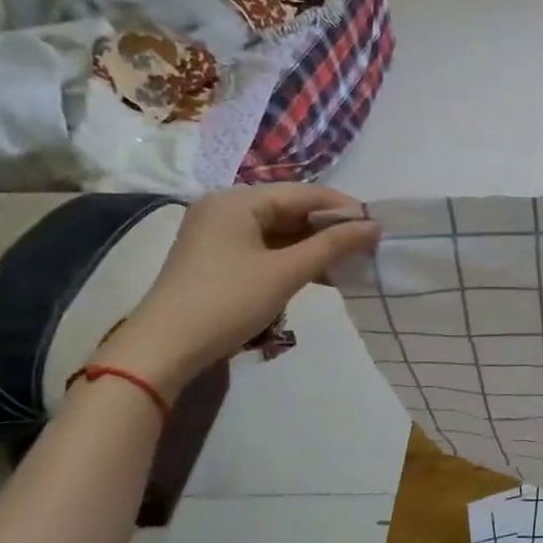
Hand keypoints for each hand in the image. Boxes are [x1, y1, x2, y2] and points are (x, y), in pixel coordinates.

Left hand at [94, 184, 379, 394]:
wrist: (164, 349)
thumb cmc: (228, 301)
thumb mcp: (286, 272)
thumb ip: (333, 245)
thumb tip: (375, 226)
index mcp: (238, 200)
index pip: (303, 193)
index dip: (343, 208)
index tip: (377, 226)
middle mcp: (226, 208)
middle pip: (291, 209)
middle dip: (330, 228)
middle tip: (367, 246)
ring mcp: (219, 234)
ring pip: (281, 231)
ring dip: (315, 246)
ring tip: (351, 262)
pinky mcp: (219, 259)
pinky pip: (267, 248)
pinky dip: (294, 258)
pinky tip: (322, 274)